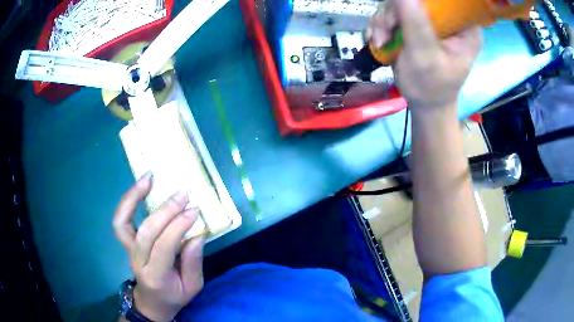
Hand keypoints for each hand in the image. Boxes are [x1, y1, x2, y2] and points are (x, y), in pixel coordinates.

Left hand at [113, 173, 204, 321]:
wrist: (152, 301)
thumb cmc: (174, 295)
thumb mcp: (193, 286)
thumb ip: (194, 263)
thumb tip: (196, 234)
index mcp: (156, 276)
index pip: (164, 247)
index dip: (178, 226)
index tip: (194, 210)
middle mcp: (138, 261)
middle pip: (146, 232)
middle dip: (165, 211)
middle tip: (182, 194)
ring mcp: (128, 250)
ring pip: (123, 222)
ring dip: (133, 197)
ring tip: (149, 178)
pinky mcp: (126, 242)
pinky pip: (121, 220)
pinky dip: (127, 201)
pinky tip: (140, 186)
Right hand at [370, 0, 481, 109]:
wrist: (423, 104)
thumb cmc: (431, 88)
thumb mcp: (425, 57)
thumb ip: (416, 23)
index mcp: (465, 27)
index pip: (446, 1)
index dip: (423, 2)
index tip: (403, 13)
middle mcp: (449, 19)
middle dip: (395, 13)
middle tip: (386, 32)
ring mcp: (432, 20)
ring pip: (401, 4)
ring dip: (385, 20)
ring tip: (382, 41)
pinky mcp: (417, 23)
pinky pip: (394, 12)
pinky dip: (383, 25)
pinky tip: (381, 40)